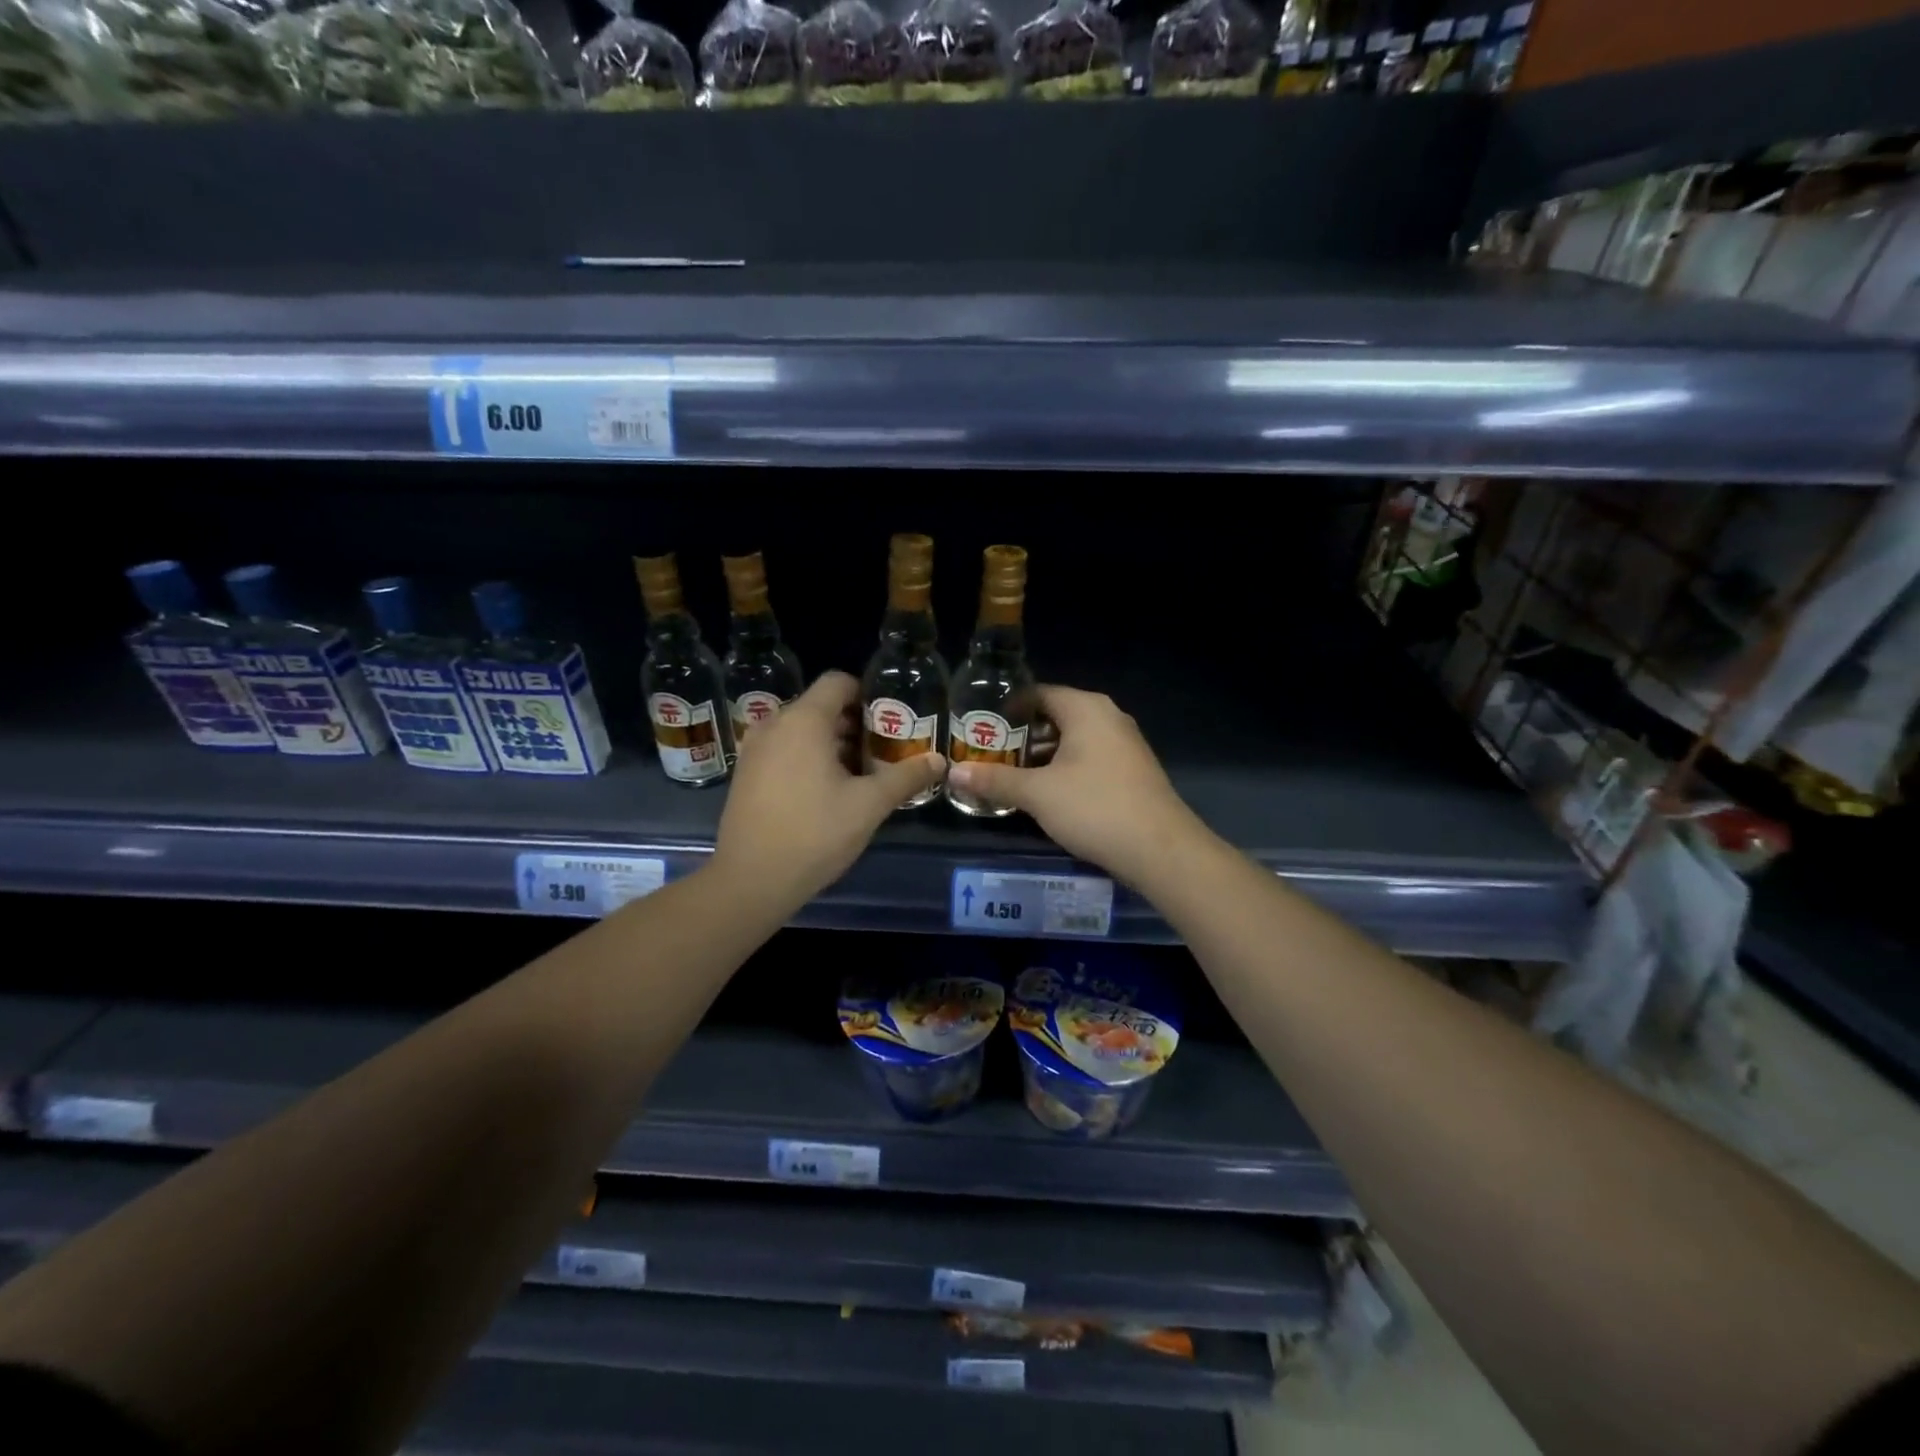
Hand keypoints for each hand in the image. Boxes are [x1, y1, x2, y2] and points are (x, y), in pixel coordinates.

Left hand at [711, 671, 945, 908]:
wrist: (751, 880)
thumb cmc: (814, 833)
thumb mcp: (869, 805)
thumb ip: (906, 777)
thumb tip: (939, 760)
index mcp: (804, 720)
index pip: (838, 682)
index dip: (868, 695)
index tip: (891, 720)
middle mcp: (775, 724)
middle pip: (821, 706)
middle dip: (855, 723)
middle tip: (885, 750)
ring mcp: (755, 749)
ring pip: (802, 730)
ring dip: (833, 742)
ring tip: (862, 773)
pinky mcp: (746, 773)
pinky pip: (784, 749)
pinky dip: (808, 757)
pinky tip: (828, 790)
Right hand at [947, 685, 1200, 885]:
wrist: (1161, 850)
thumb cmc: (1095, 808)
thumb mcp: (1037, 794)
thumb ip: (995, 780)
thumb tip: (953, 772)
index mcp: (1086, 708)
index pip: (1038, 693)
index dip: (1007, 708)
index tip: (981, 726)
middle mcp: (1108, 717)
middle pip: (1055, 716)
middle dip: (1022, 736)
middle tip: (989, 754)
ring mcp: (1125, 744)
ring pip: (1073, 740)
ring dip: (1042, 756)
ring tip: (1010, 776)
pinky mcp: (1132, 771)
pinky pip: (1089, 759)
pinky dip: (1065, 769)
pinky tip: (1046, 793)